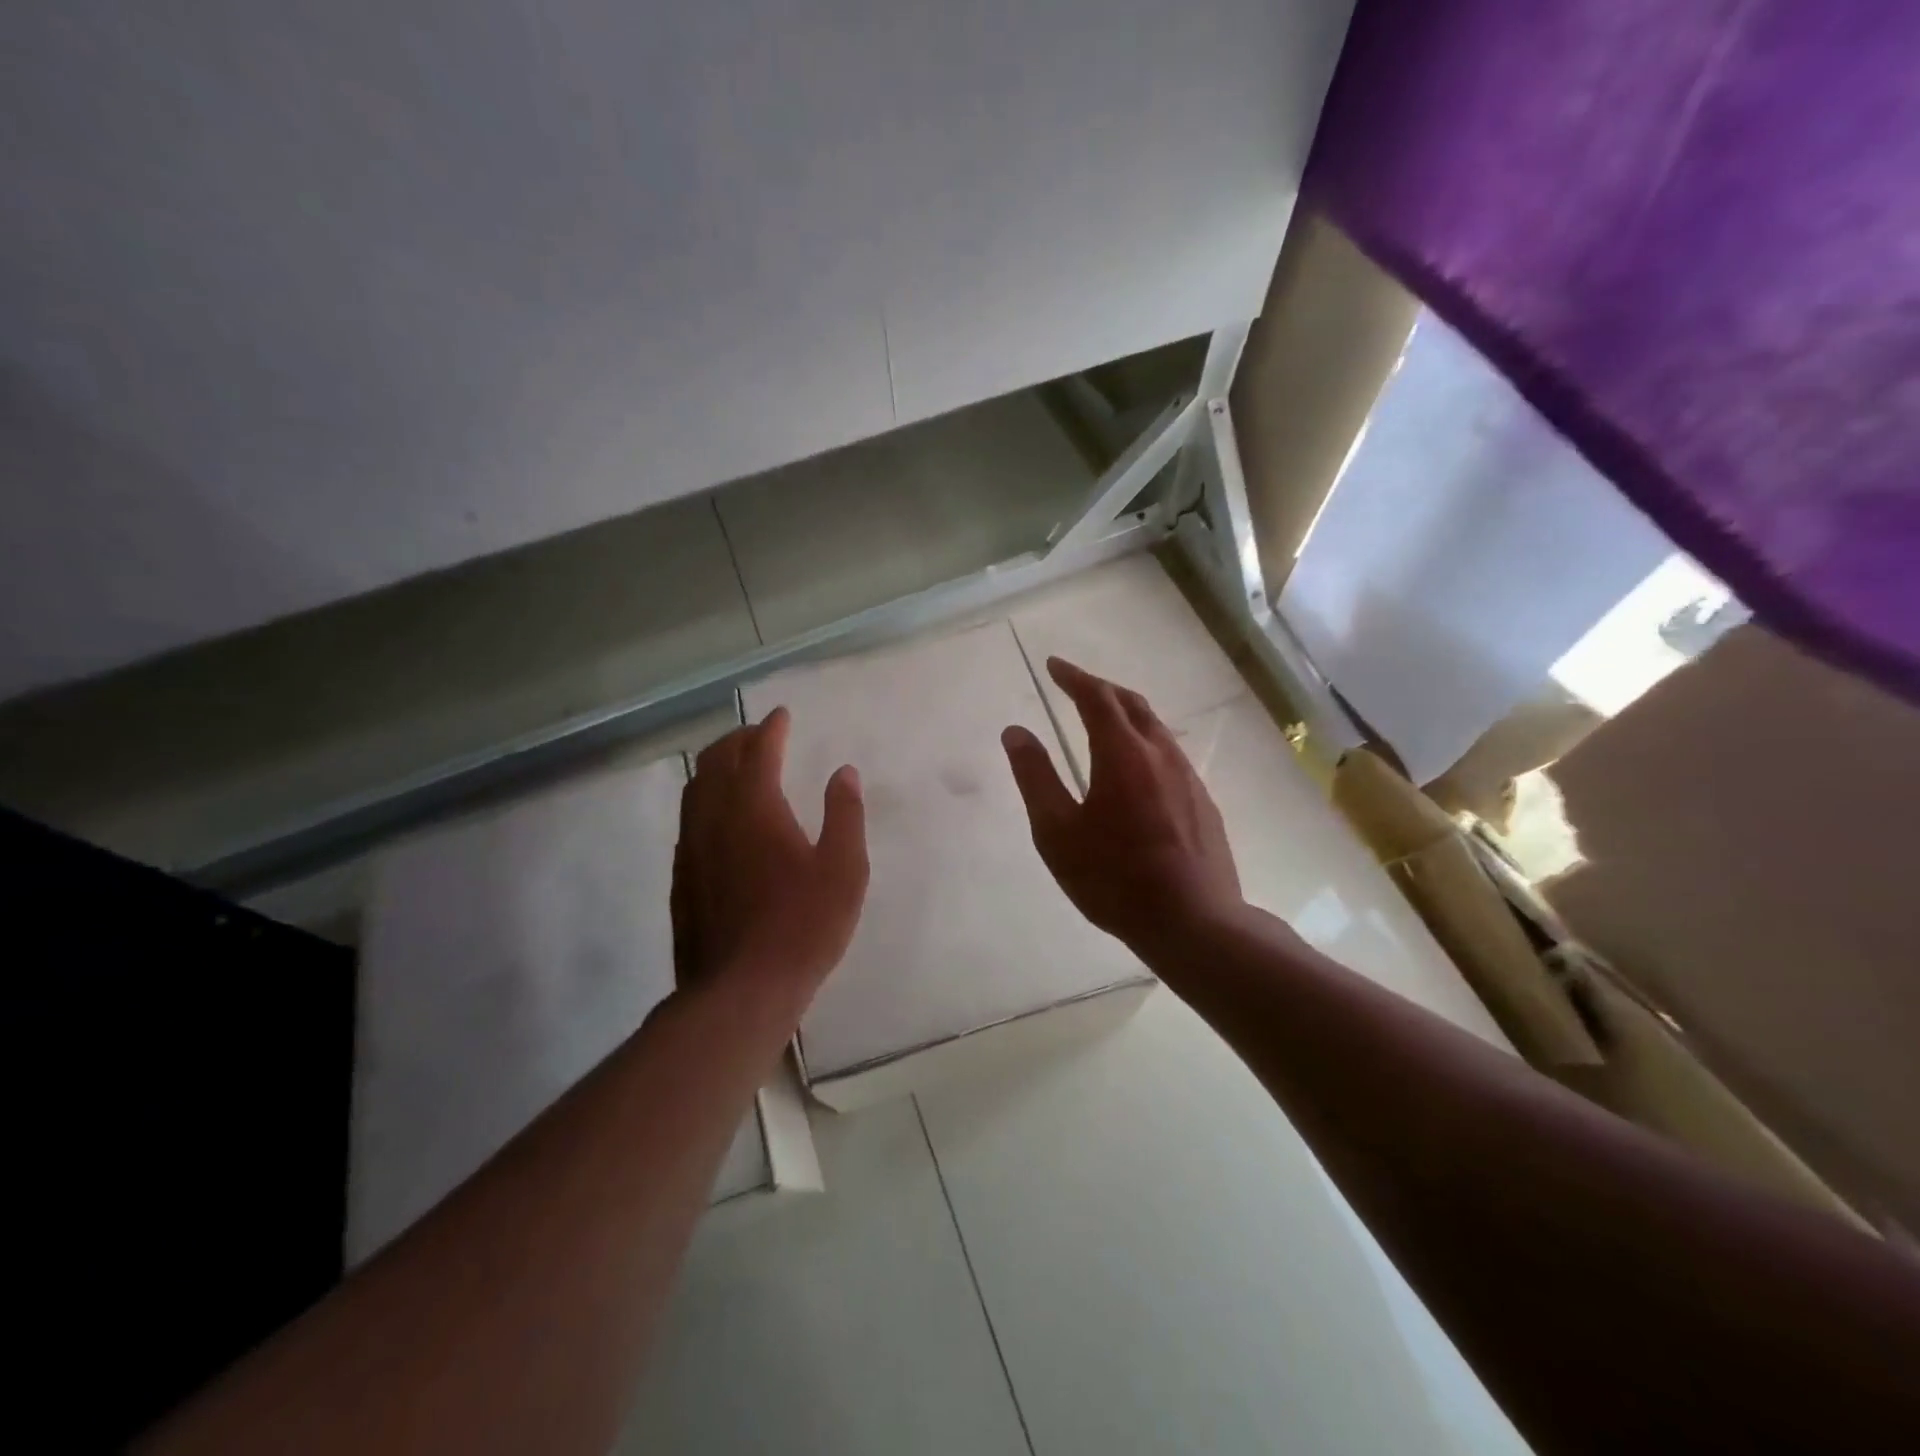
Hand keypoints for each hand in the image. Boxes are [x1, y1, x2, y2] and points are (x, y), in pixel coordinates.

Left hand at [672, 708, 868, 1012]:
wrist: (741, 990)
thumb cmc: (803, 926)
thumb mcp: (844, 869)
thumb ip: (845, 815)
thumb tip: (844, 772)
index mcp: (755, 807)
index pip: (758, 751)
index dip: (771, 728)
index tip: (781, 716)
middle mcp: (715, 818)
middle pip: (716, 761)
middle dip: (737, 740)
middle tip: (758, 736)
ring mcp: (692, 848)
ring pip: (695, 789)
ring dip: (715, 767)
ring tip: (736, 767)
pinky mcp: (681, 878)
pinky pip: (689, 820)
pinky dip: (704, 801)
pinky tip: (719, 819)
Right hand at [1002, 657, 1243, 954]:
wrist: (1194, 922)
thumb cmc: (1114, 879)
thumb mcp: (1058, 832)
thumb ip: (1035, 777)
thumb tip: (1015, 731)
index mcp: (1122, 754)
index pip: (1096, 697)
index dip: (1073, 677)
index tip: (1054, 665)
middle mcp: (1160, 753)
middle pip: (1131, 703)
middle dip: (1101, 688)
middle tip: (1075, 685)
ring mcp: (1187, 776)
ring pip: (1155, 728)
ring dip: (1126, 713)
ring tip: (1103, 719)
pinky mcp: (1202, 801)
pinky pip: (1168, 754)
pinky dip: (1144, 741)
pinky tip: (1136, 767)